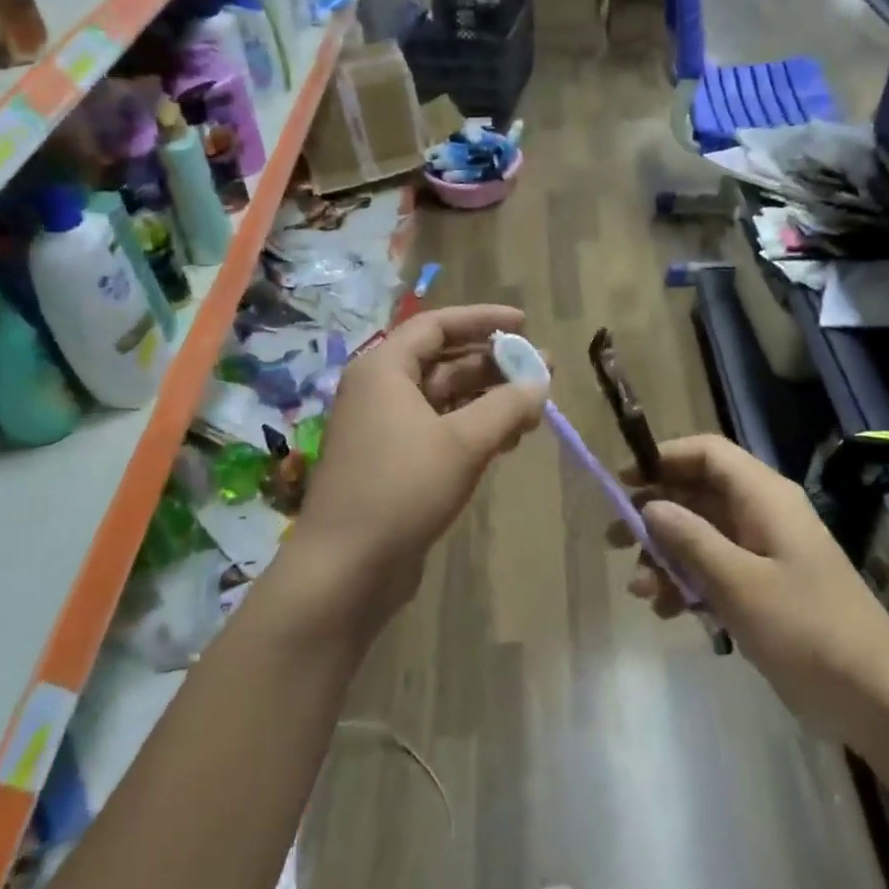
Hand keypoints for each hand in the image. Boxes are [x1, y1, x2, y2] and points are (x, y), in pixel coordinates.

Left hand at [294, 305, 545, 638]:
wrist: (345, 568)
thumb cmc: (402, 489)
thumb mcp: (464, 442)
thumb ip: (507, 406)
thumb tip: (541, 382)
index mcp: (385, 369)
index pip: (437, 326)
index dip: (483, 320)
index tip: (525, 323)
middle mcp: (380, 390)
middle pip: (444, 361)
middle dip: (494, 365)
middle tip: (542, 371)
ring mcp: (384, 428)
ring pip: (445, 399)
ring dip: (488, 400)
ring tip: (533, 412)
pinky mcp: (392, 462)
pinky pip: (438, 429)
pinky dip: (472, 429)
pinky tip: (506, 443)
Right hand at [614, 435, 888, 740]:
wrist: (874, 698)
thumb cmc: (807, 631)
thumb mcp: (739, 583)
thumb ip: (691, 539)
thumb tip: (650, 506)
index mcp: (765, 498)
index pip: (708, 454)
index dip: (663, 459)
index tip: (622, 483)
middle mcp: (763, 514)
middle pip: (698, 494)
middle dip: (655, 514)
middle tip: (615, 539)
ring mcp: (765, 553)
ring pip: (701, 535)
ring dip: (666, 557)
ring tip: (639, 591)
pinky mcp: (764, 588)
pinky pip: (715, 569)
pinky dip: (687, 583)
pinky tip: (666, 612)